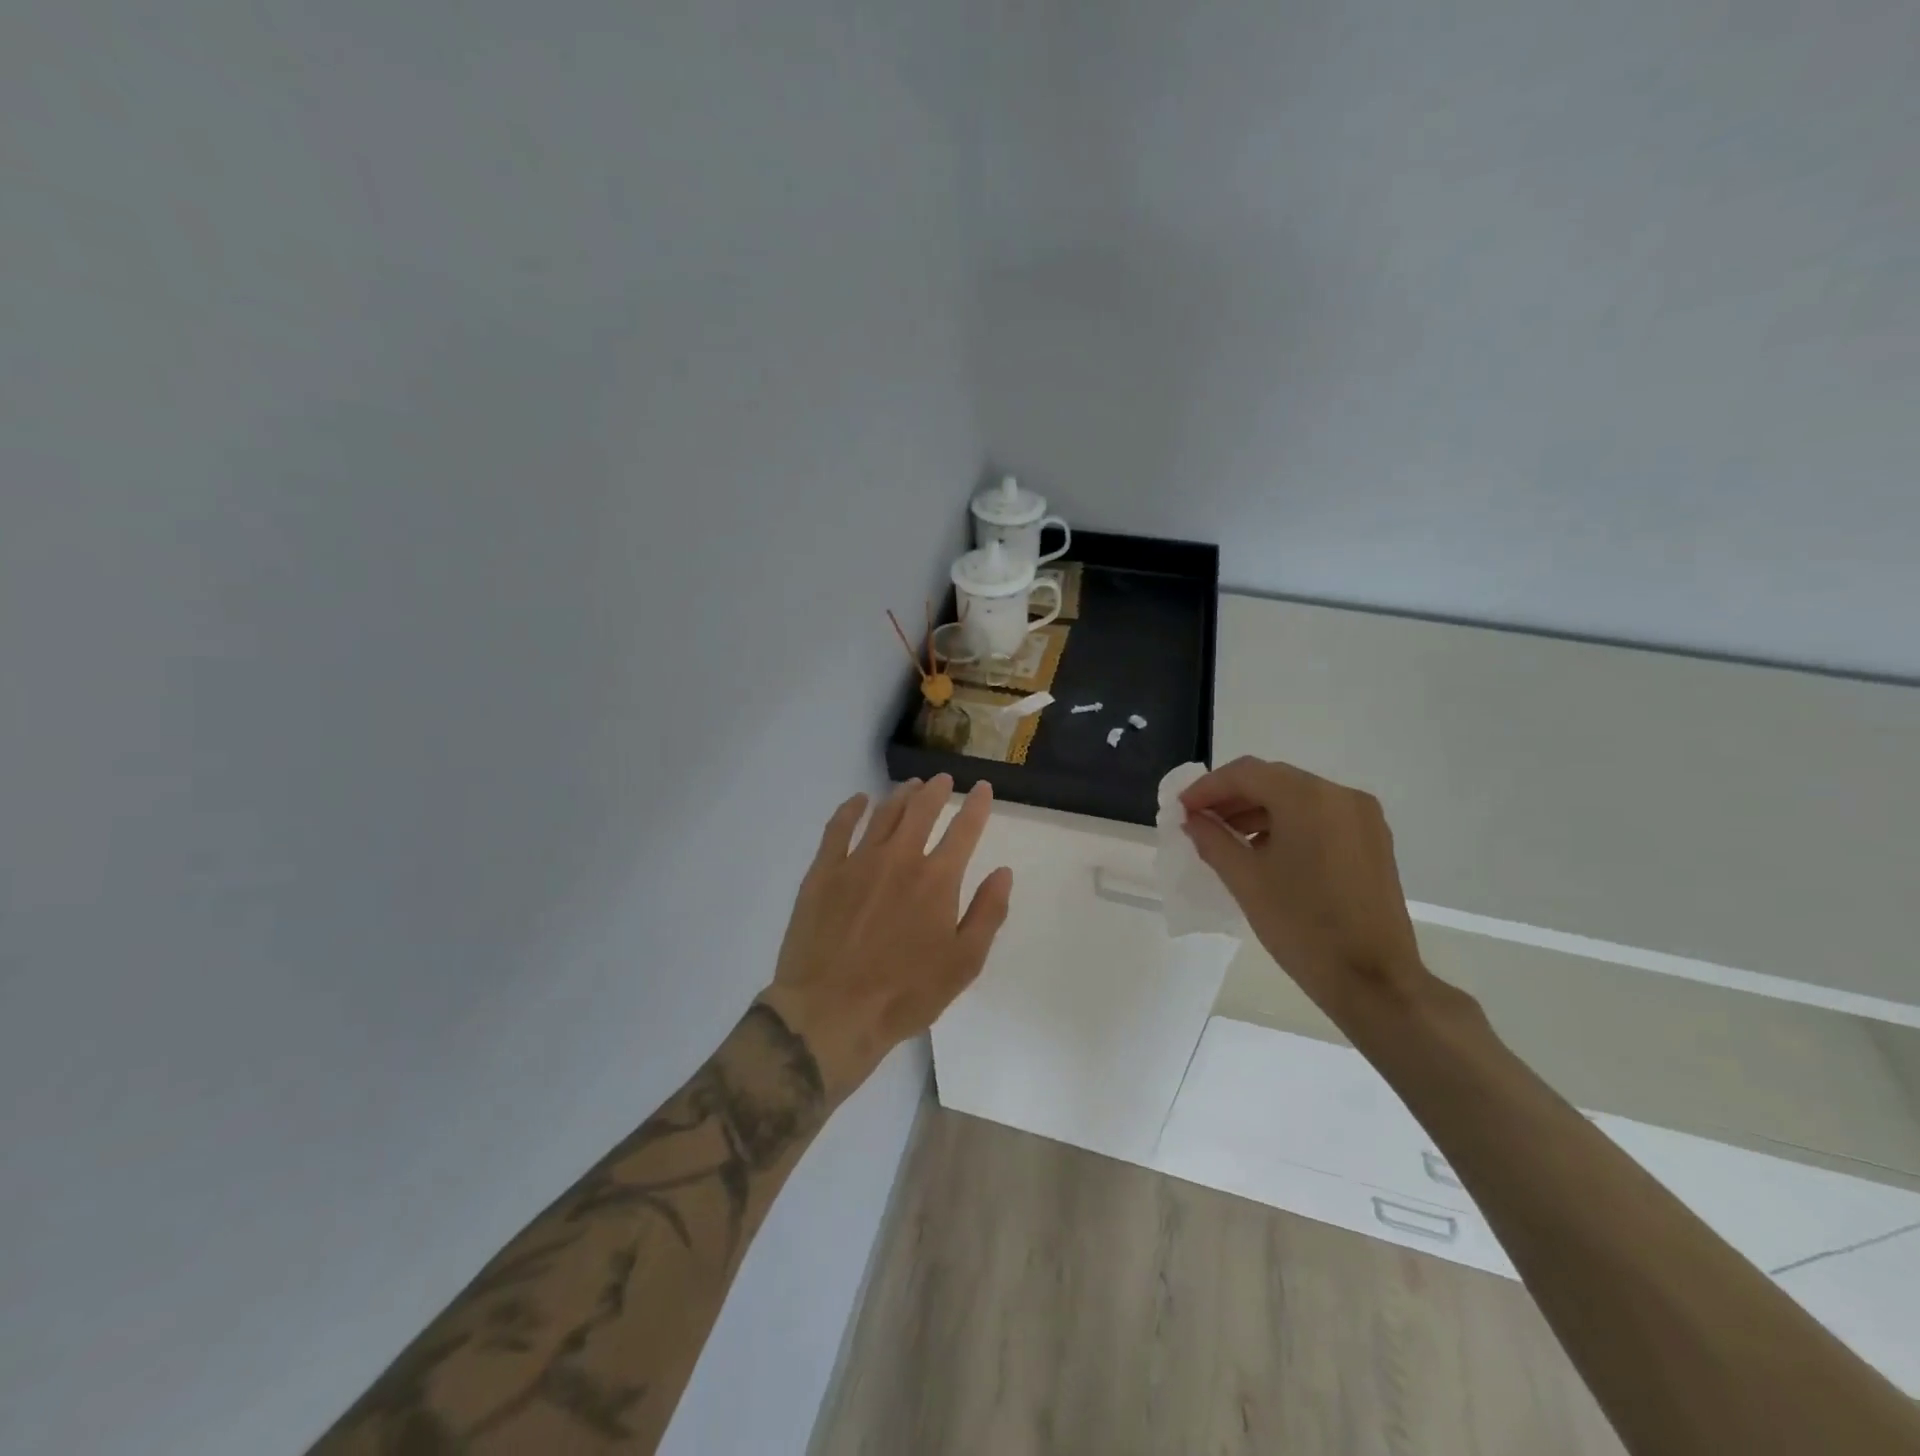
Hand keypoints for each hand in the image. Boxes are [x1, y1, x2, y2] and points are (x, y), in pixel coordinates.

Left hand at [759, 775, 1012, 1099]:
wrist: (831, 1011)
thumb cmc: (905, 994)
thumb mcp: (963, 963)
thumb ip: (988, 913)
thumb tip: (1003, 872)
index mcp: (937, 879)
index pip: (964, 830)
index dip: (977, 806)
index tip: (983, 788)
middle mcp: (899, 858)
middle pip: (922, 810)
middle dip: (937, 790)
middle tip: (943, 780)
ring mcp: (858, 861)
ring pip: (884, 813)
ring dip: (901, 795)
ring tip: (911, 786)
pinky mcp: (823, 872)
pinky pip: (838, 828)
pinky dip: (851, 809)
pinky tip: (858, 800)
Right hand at [1180, 756, 1430, 1020]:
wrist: (1372, 980)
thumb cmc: (1301, 926)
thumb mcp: (1245, 880)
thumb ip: (1212, 839)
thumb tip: (1193, 820)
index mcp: (1308, 798)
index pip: (1246, 773)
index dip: (1207, 788)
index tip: (1180, 808)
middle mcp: (1340, 795)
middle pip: (1273, 780)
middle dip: (1231, 797)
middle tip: (1198, 820)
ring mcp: (1362, 818)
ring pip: (1297, 797)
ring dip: (1258, 810)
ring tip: (1226, 838)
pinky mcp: (1372, 841)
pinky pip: (1319, 816)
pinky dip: (1286, 824)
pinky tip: (1263, 850)